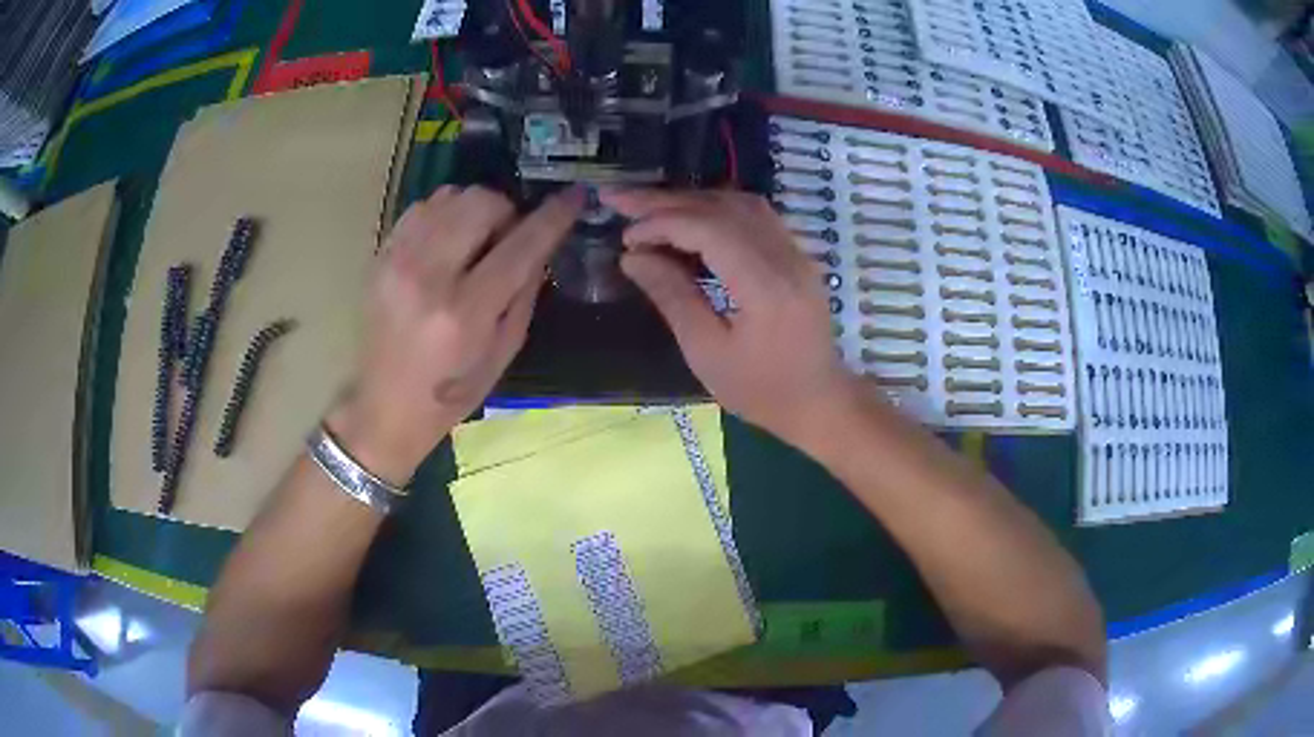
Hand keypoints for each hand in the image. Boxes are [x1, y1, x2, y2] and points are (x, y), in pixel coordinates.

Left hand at [328, 185, 583, 482]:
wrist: (385, 406)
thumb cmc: (452, 392)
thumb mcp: (504, 352)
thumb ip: (525, 292)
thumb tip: (541, 243)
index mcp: (464, 313)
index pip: (520, 246)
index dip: (552, 217)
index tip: (573, 197)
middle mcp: (427, 276)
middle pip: (480, 203)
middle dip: (507, 212)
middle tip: (508, 238)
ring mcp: (397, 260)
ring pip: (450, 196)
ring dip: (475, 210)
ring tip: (476, 241)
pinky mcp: (380, 256)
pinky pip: (422, 207)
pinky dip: (444, 214)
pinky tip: (447, 242)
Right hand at [602, 188, 857, 447]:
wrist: (818, 401)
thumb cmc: (760, 390)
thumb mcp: (706, 352)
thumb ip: (672, 296)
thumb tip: (632, 256)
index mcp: (764, 285)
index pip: (709, 228)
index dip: (661, 223)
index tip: (625, 237)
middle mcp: (786, 256)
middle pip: (723, 206)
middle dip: (667, 201)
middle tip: (620, 200)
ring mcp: (796, 252)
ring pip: (740, 203)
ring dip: (692, 200)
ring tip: (649, 208)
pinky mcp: (797, 255)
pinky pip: (755, 215)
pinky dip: (716, 209)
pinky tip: (689, 219)